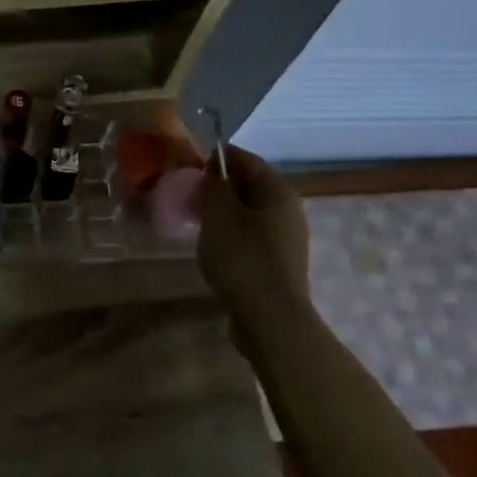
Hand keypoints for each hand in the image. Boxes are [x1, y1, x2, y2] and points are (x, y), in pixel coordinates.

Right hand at [197, 142, 311, 316]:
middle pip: (250, 185)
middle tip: (188, 192)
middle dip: (219, 185)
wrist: (270, 319)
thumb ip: (214, 186)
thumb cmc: (243, 259)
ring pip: (250, 212)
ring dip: (223, 211)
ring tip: (195, 219)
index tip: (189, 163)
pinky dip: (231, 233)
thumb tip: (213, 170)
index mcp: (278, 192)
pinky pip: (251, 236)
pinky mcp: (278, 263)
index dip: (217, 157)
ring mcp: (287, 239)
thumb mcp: (218, 215)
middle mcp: (289, 210)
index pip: (246, 159)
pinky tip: (211, 245)